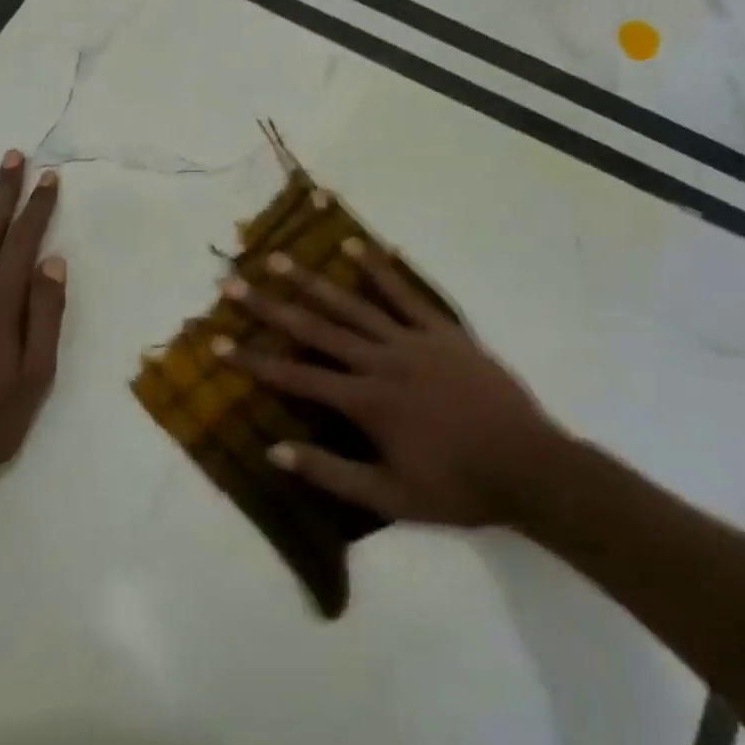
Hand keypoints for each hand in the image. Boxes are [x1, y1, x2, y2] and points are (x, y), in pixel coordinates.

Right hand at [219, 238, 564, 527]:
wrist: (528, 466)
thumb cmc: (456, 487)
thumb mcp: (390, 497)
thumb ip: (330, 472)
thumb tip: (274, 450)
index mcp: (365, 401)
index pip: (295, 376)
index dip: (253, 360)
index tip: (217, 342)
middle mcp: (381, 360)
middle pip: (315, 328)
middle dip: (269, 307)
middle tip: (234, 283)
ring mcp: (412, 340)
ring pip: (353, 304)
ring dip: (313, 280)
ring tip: (279, 259)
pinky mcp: (442, 330)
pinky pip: (407, 294)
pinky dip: (381, 270)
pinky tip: (358, 246)